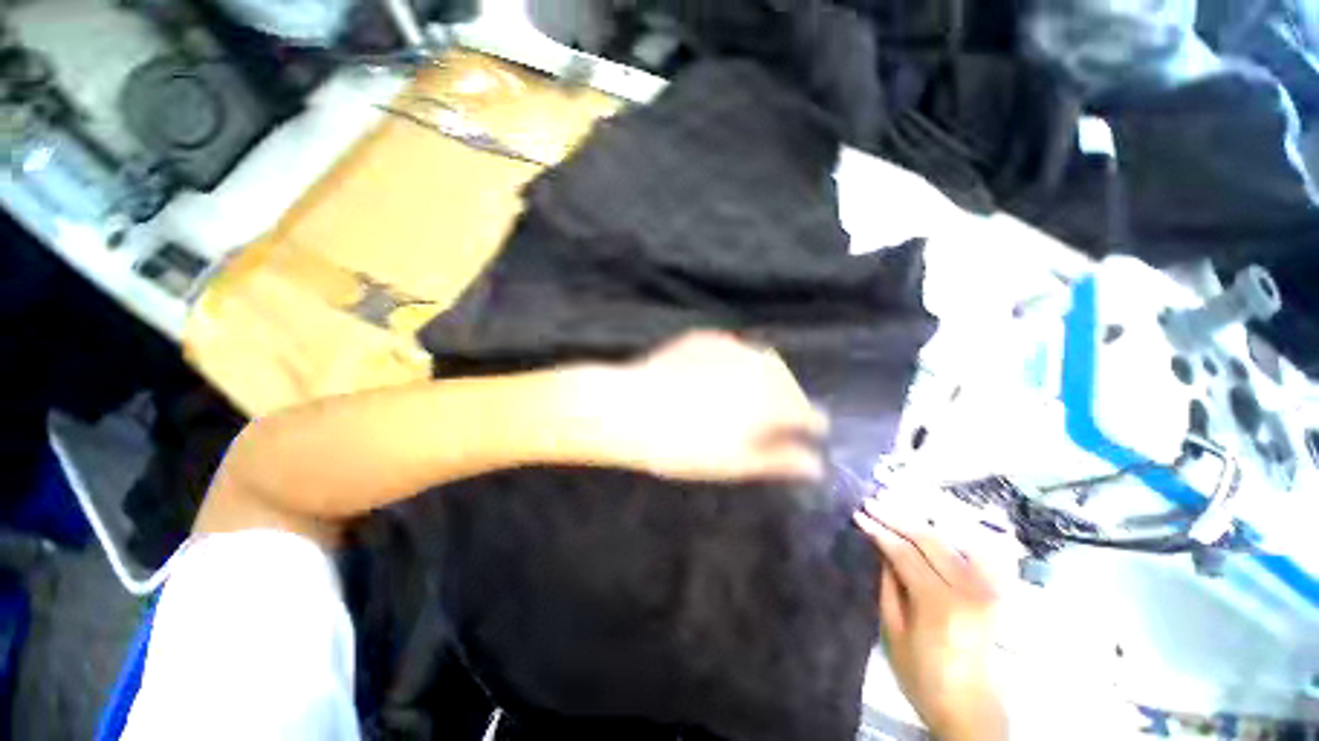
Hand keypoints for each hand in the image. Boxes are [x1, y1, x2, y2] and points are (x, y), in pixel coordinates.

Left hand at [595, 331, 828, 481]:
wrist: (627, 407)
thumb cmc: (681, 444)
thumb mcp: (734, 462)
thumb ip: (778, 460)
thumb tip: (814, 464)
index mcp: (770, 399)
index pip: (807, 412)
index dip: (811, 425)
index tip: (811, 433)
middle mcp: (758, 366)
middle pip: (788, 383)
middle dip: (790, 399)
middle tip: (778, 417)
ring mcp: (731, 347)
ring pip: (763, 361)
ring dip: (767, 378)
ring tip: (753, 396)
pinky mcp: (705, 338)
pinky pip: (735, 350)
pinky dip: (739, 363)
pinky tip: (723, 376)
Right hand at [854, 500, 1007, 740]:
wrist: (970, 709)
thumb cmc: (923, 677)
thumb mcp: (893, 632)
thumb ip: (888, 584)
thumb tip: (880, 547)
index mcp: (939, 604)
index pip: (904, 553)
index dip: (879, 530)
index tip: (859, 513)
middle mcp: (968, 590)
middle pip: (929, 539)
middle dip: (897, 516)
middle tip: (872, 501)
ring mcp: (988, 589)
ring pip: (952, 539)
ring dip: (921, 519)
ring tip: (897, 503)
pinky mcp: (996, 592)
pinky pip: (977, 551)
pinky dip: (956, 532)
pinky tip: (938, 520)